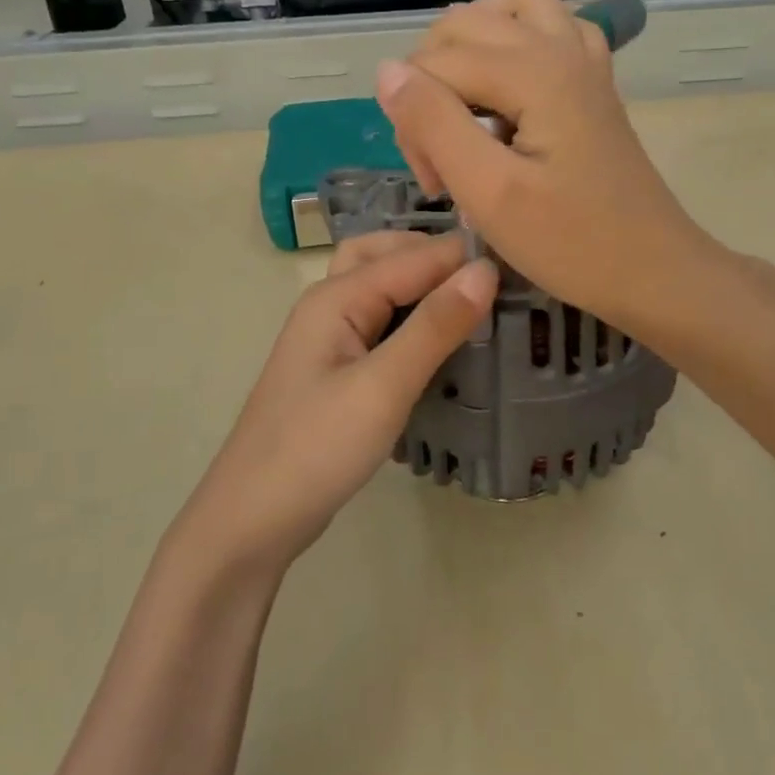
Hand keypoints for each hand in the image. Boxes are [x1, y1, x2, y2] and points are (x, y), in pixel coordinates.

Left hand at [179, 231, 497, 575]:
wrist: (253, 518)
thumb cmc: (317, 448)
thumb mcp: (383, 387)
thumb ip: (434, 327)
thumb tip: (485, 270)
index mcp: (335, 297)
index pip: (411, 257)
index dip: (463, 257)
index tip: (521, 261)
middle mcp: (328, 305)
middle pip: (383, 255)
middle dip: (433, 255)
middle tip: (489, 275)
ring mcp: (328, 339)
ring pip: (378, 288)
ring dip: (420, 283)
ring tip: (471, 299)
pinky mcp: (336, 371)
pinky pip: (377, 323)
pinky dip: (410, 316)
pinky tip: (439, 338)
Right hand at [374, 0, 710, 332]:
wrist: (653, 271)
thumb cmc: (571, 244)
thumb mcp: (489, 193)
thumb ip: (433, 125)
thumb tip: (388, 71)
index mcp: (534, 71)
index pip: (435, 64)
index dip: (414, 120)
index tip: (435, 184)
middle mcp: (560, 47)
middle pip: (464, 28)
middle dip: (434, 83)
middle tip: (443, 155)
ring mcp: (584, 59)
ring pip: (511, 10)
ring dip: (471, 45)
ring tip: (461, 99)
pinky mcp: (594, 81)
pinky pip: (552, 28)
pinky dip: (518, 40)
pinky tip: (509, 84)